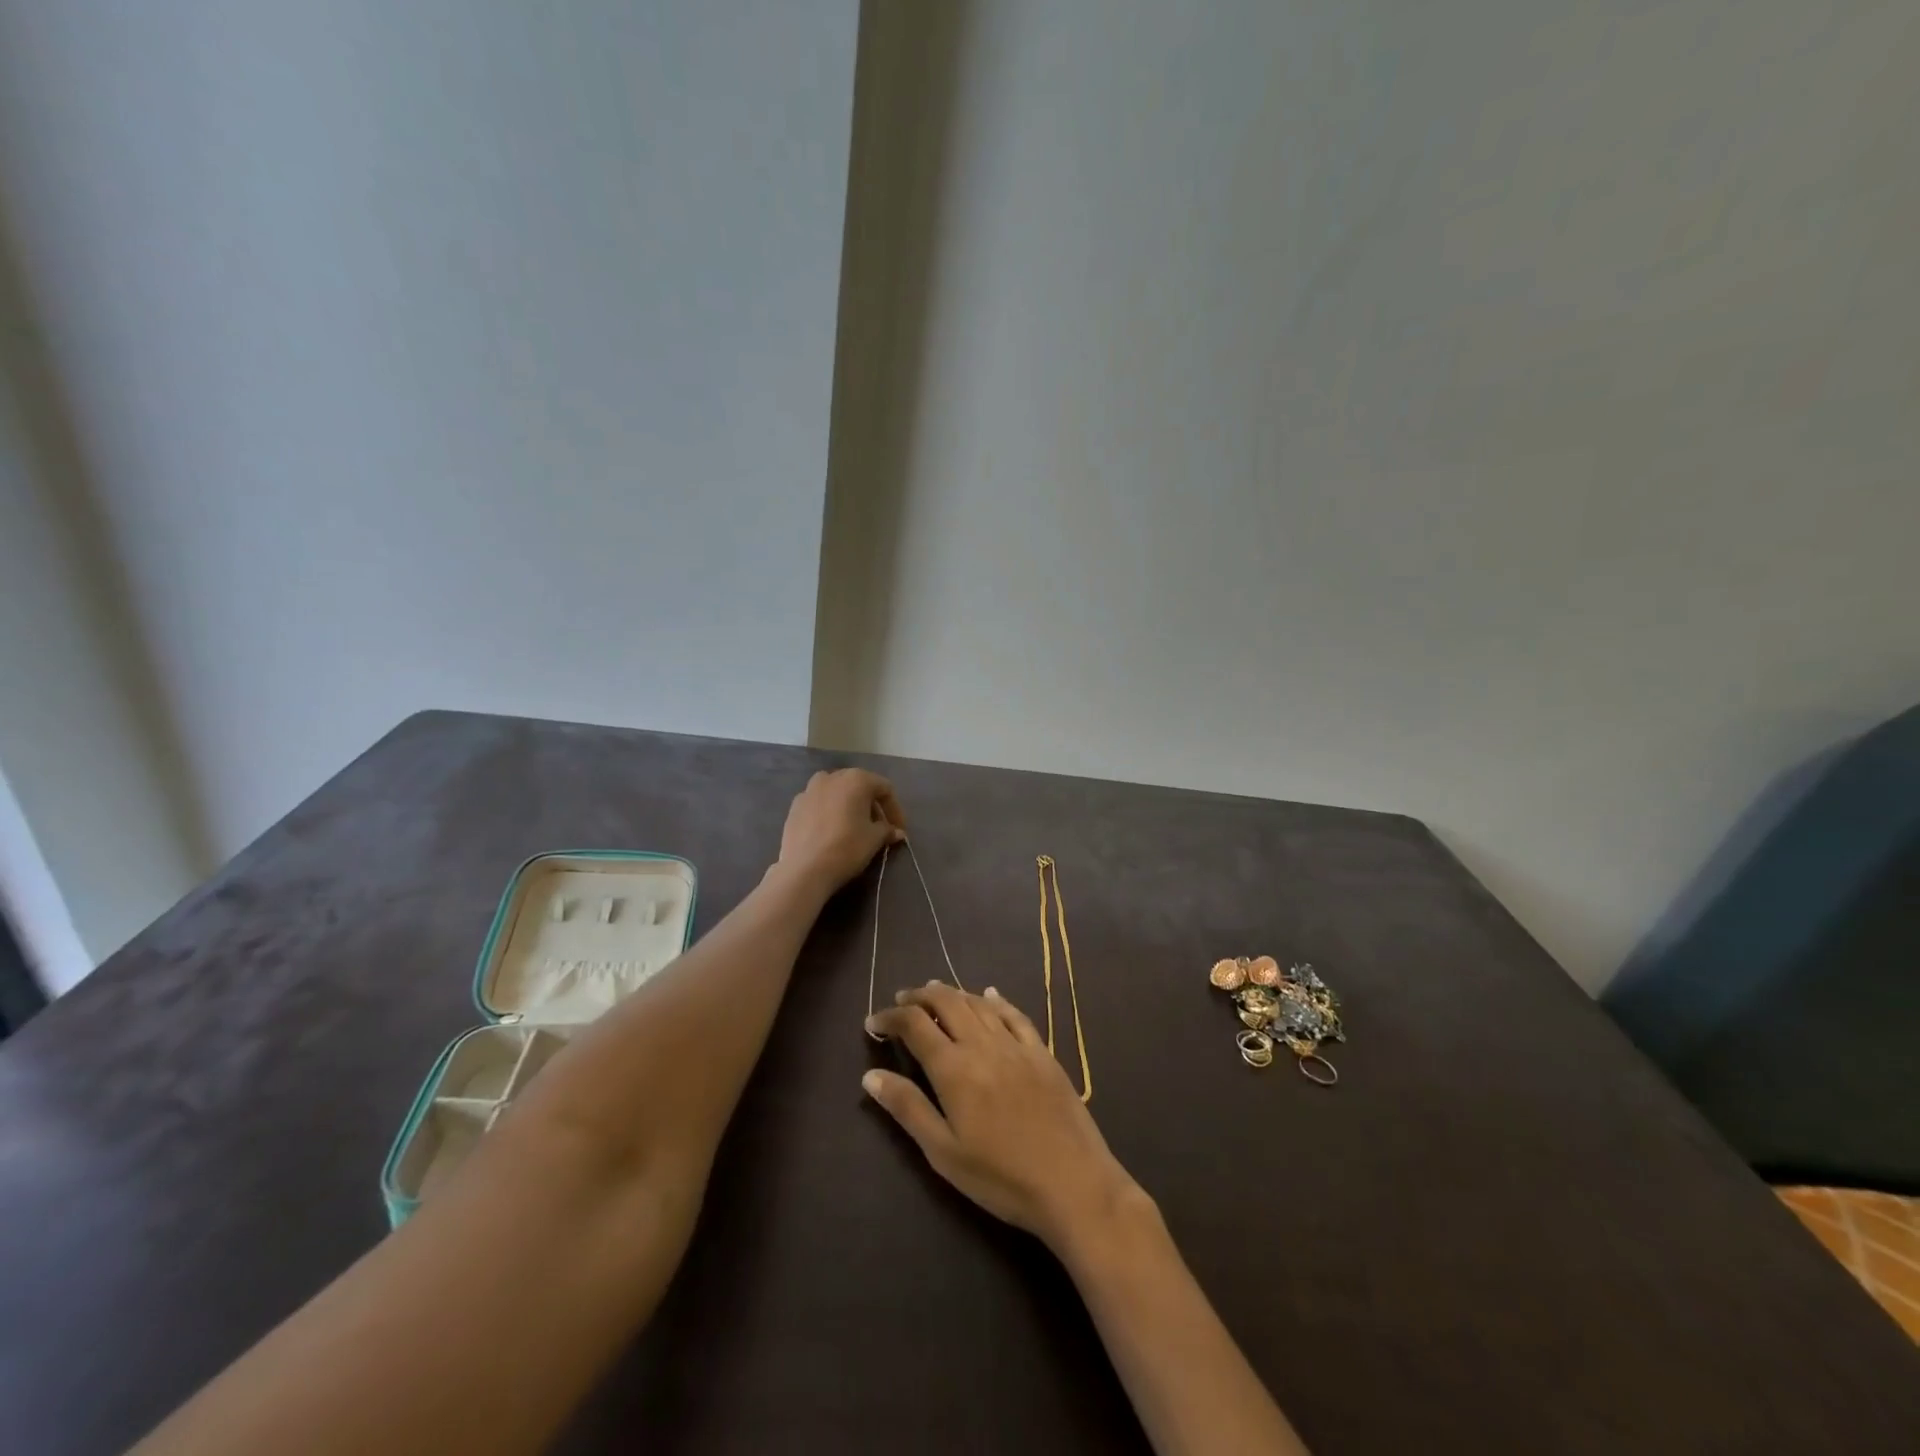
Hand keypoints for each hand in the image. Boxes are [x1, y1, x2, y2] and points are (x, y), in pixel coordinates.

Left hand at [775, 769, 905, 894]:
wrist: (804, 869)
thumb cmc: (847, 847)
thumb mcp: (874, 839)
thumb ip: (887, 830)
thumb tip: (897, 832)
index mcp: (856, 779)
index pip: (884, 789)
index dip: (895, 809)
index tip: (899, 829)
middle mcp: (832, 777)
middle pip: (859, 786)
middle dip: (872, 806)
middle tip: (879, 828)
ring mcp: (809, 790)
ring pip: (837, 793)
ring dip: (849, 806)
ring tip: (855, 827)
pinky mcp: (794, 806)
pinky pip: (819, 804)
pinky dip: (830, 812)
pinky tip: (832, 831)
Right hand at [863, 982, 1145, 1252]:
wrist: (1072, 1183)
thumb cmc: (1000, 1177)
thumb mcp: (944, 1152)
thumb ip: (908, 1108)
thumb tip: (871, 1075)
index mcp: (954, 1068)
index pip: (915, 1025)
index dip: (890, 1017)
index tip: (873, 1022)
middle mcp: (983, 1044)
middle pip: (946, 1003)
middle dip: (919, 996)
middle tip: (901, 999)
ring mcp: (1016, 1045)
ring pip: (979, 1003)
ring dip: (953, 993)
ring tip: (935, 992)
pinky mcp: (1042, 1053)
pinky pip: (1015, 1015)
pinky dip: (997, 1001)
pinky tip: (990, 995)